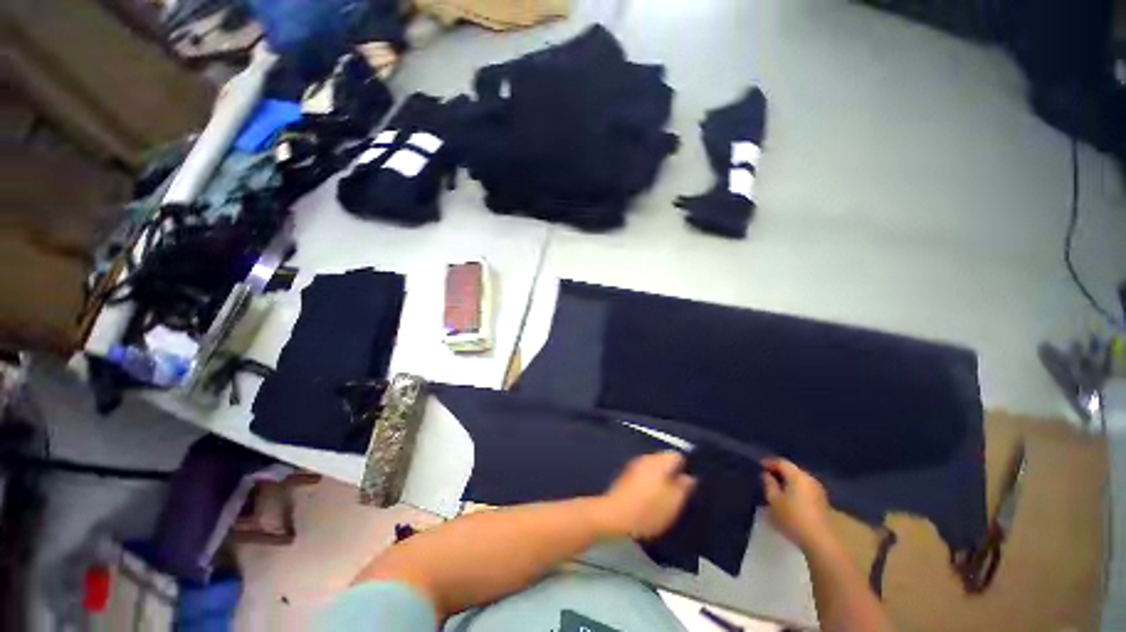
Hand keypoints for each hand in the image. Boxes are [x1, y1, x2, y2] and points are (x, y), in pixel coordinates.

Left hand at [596, 451, 696, 539]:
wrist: (613, 516)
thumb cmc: (647, 510)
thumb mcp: (673, 503)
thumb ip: (684, 487)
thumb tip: (690, 477)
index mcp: (659, 461)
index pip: (679, 456)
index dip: (687, 468)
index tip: (691, 485)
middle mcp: (647, 458)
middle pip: (665, 461)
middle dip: (674, 474)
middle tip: (680, 494)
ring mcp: (635, 465)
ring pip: (655, 468)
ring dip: (661, 480)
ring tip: (666, 499)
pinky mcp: (626, 476)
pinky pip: (644, 475)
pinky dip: (650, 484)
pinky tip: (651, 500)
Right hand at [760, 457, 832, 551]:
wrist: (821, 541)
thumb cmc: (793, 518)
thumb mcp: (774, 501)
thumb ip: (769, 485)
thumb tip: (767, 475)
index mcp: (797, 476)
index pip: (781, 462)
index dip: (769, 462)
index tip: (759, 466)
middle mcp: (810, 479)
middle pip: (792, 470)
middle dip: (779, 472)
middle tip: (767, 477)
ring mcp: (819, 491)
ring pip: (799, 480)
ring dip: (788, 482)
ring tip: (776, 488)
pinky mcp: (822, 503)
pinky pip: (805, 489)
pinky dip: (795, 490)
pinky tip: (789, 498)